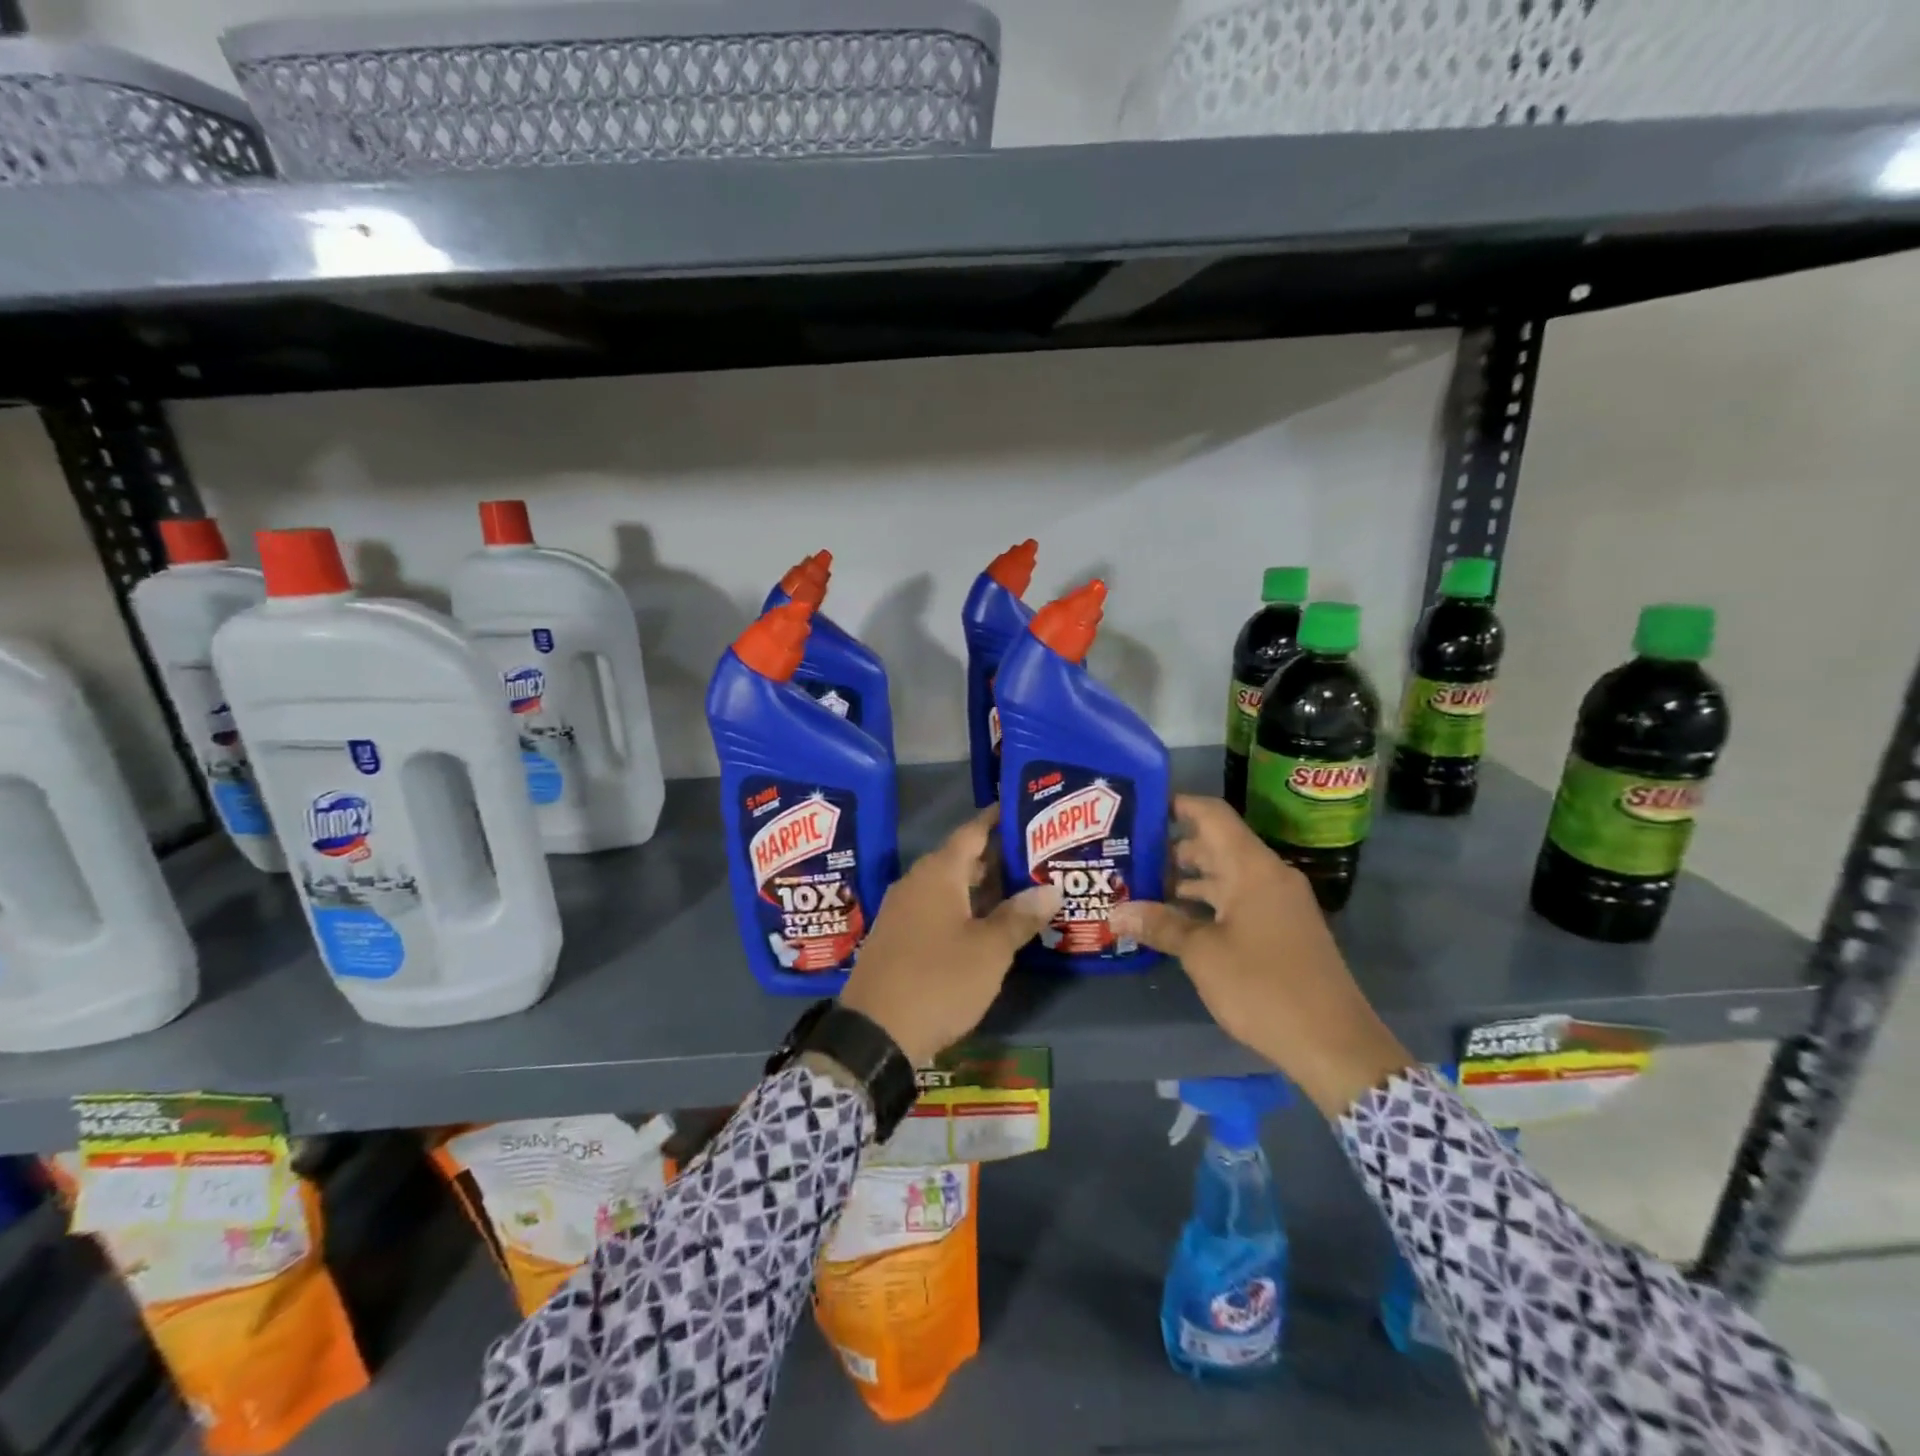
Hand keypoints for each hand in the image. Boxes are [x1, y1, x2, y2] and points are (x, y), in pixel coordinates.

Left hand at [840, 805, 1062, 1065]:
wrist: (875, 1033)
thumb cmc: (938, 981)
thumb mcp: (989, 951)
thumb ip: (1020, 916)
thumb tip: (1051, 888)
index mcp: (938, 874)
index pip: (971, 832)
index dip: (996, 819)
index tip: (1020, 807)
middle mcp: (916, 883)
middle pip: (960, 859)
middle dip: (996, 857)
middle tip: (1034, 855)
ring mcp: (902, 910)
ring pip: (948, 886)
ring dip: (981, 886)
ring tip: (1020, 888)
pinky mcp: (897, 937)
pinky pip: (935, 908)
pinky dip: (963, 908)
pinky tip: (986, 924)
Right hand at [1108, 795, 1412, 1117]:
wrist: (1334, 1044)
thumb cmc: (1264, 987)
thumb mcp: (1203, 954)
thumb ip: (1160, 925)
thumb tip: (1115, 912)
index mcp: (1252, 867)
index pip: (1211, 814)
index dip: (1176, 805)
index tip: (1139, 808)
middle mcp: (1268, 876)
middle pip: (1215, 844)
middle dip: (1170, 849)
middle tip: (1126, 855)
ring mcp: (1278, 904)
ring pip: (1224, 876)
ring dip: (1185, 880)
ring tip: (1139, 888)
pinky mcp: (1281, 930)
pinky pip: (1236, 901)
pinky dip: (1205, 904)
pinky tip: (1173, 922)